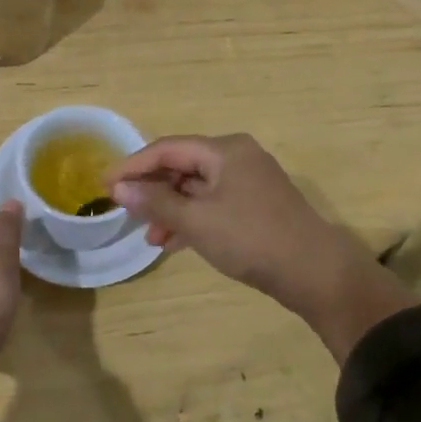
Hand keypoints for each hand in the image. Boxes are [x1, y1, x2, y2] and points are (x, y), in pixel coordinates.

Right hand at [106, 134, 416, 358]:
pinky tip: (173, 243)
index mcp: (225, 150)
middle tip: (124, 211)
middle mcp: (238, 157)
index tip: (104, 184)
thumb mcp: (197, 221)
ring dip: (171, 209)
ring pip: (197, 188)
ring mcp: (250, 182)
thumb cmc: (252, 239)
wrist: (316, 273)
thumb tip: (118, 187)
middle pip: (183, 166)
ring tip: (149, 237)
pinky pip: (214, 204)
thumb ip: (156, 201)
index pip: (167, 148)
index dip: (133, 165)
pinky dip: (192, 220)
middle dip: (153, 190)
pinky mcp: (256, 206)